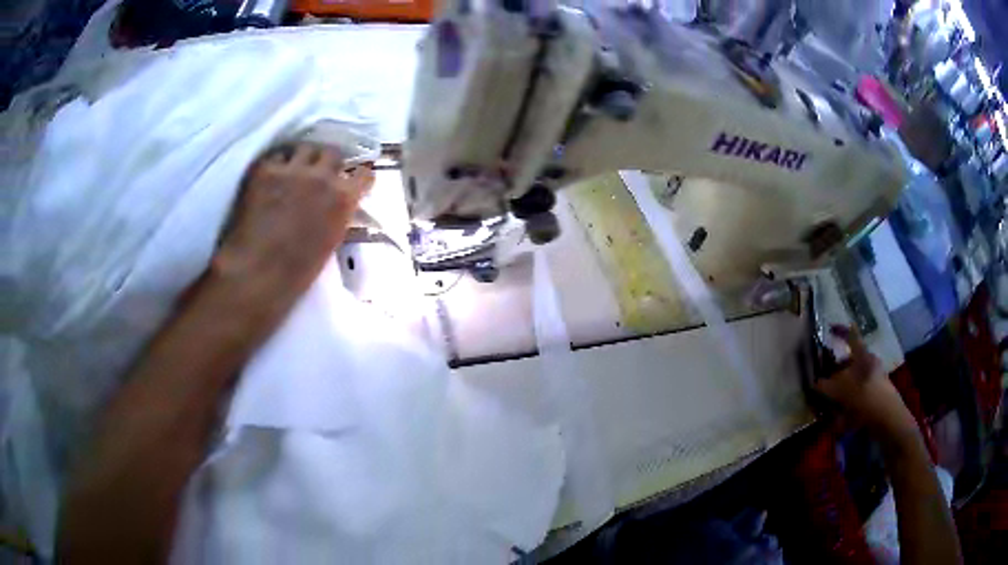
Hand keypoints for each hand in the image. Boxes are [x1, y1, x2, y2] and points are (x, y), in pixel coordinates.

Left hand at [212, 142, 373, 303]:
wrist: (258, 272)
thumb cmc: (298, 270)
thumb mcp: (332, 240)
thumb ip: (339, 213)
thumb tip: (339, 202)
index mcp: (344, 199)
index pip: (363, 173)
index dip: (357, 176)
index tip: (352, 179)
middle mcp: (323, 177)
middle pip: (332, 153)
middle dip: (328, 162)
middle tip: (318, 173)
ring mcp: (293, 169)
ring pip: (305, 148)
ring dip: (303, 158)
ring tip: (294, 170)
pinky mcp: (266, 169)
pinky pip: (277, 155)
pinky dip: (277, 164)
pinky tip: (272, 177)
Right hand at [815, 326, 916, 438]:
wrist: (888, 421)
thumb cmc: (867, 399)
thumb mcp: (842, 391)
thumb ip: (827, 386)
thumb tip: (815, 383)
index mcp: (864, 357)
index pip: (851, 336)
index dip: (840, 331)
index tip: (829, 329)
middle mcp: (869, 365)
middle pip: (850, 363)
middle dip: (836, 371)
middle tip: (823, 381)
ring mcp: (874, 382)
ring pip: (853, 383)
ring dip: (840, 393)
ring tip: (828, 407)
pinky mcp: (875, 399)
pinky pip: (857, 399)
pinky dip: (847, 408)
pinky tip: (838, 422)